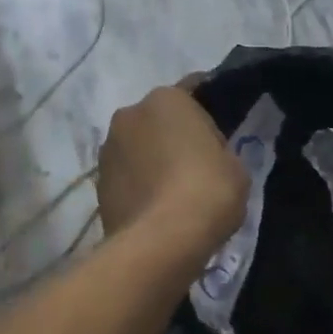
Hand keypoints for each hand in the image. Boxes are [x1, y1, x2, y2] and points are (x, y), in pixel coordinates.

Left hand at [98, 84, 248, 249]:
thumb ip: (218, 150)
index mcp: (166, 98)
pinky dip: (138, 185)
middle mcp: (129, 113)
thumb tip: (206, 156)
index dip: (208, 110)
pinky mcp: (98, 184)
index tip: (220, 131)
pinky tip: (155, 208)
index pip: (193, 91)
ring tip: (173, 190)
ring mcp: (108, 149)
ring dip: (151, 159)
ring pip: (137, 147)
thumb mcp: (234, 165)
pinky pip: (125, 176)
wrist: (160, 242)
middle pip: (159, 119)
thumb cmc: (206, 191)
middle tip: (197, 162)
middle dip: (174, 135)